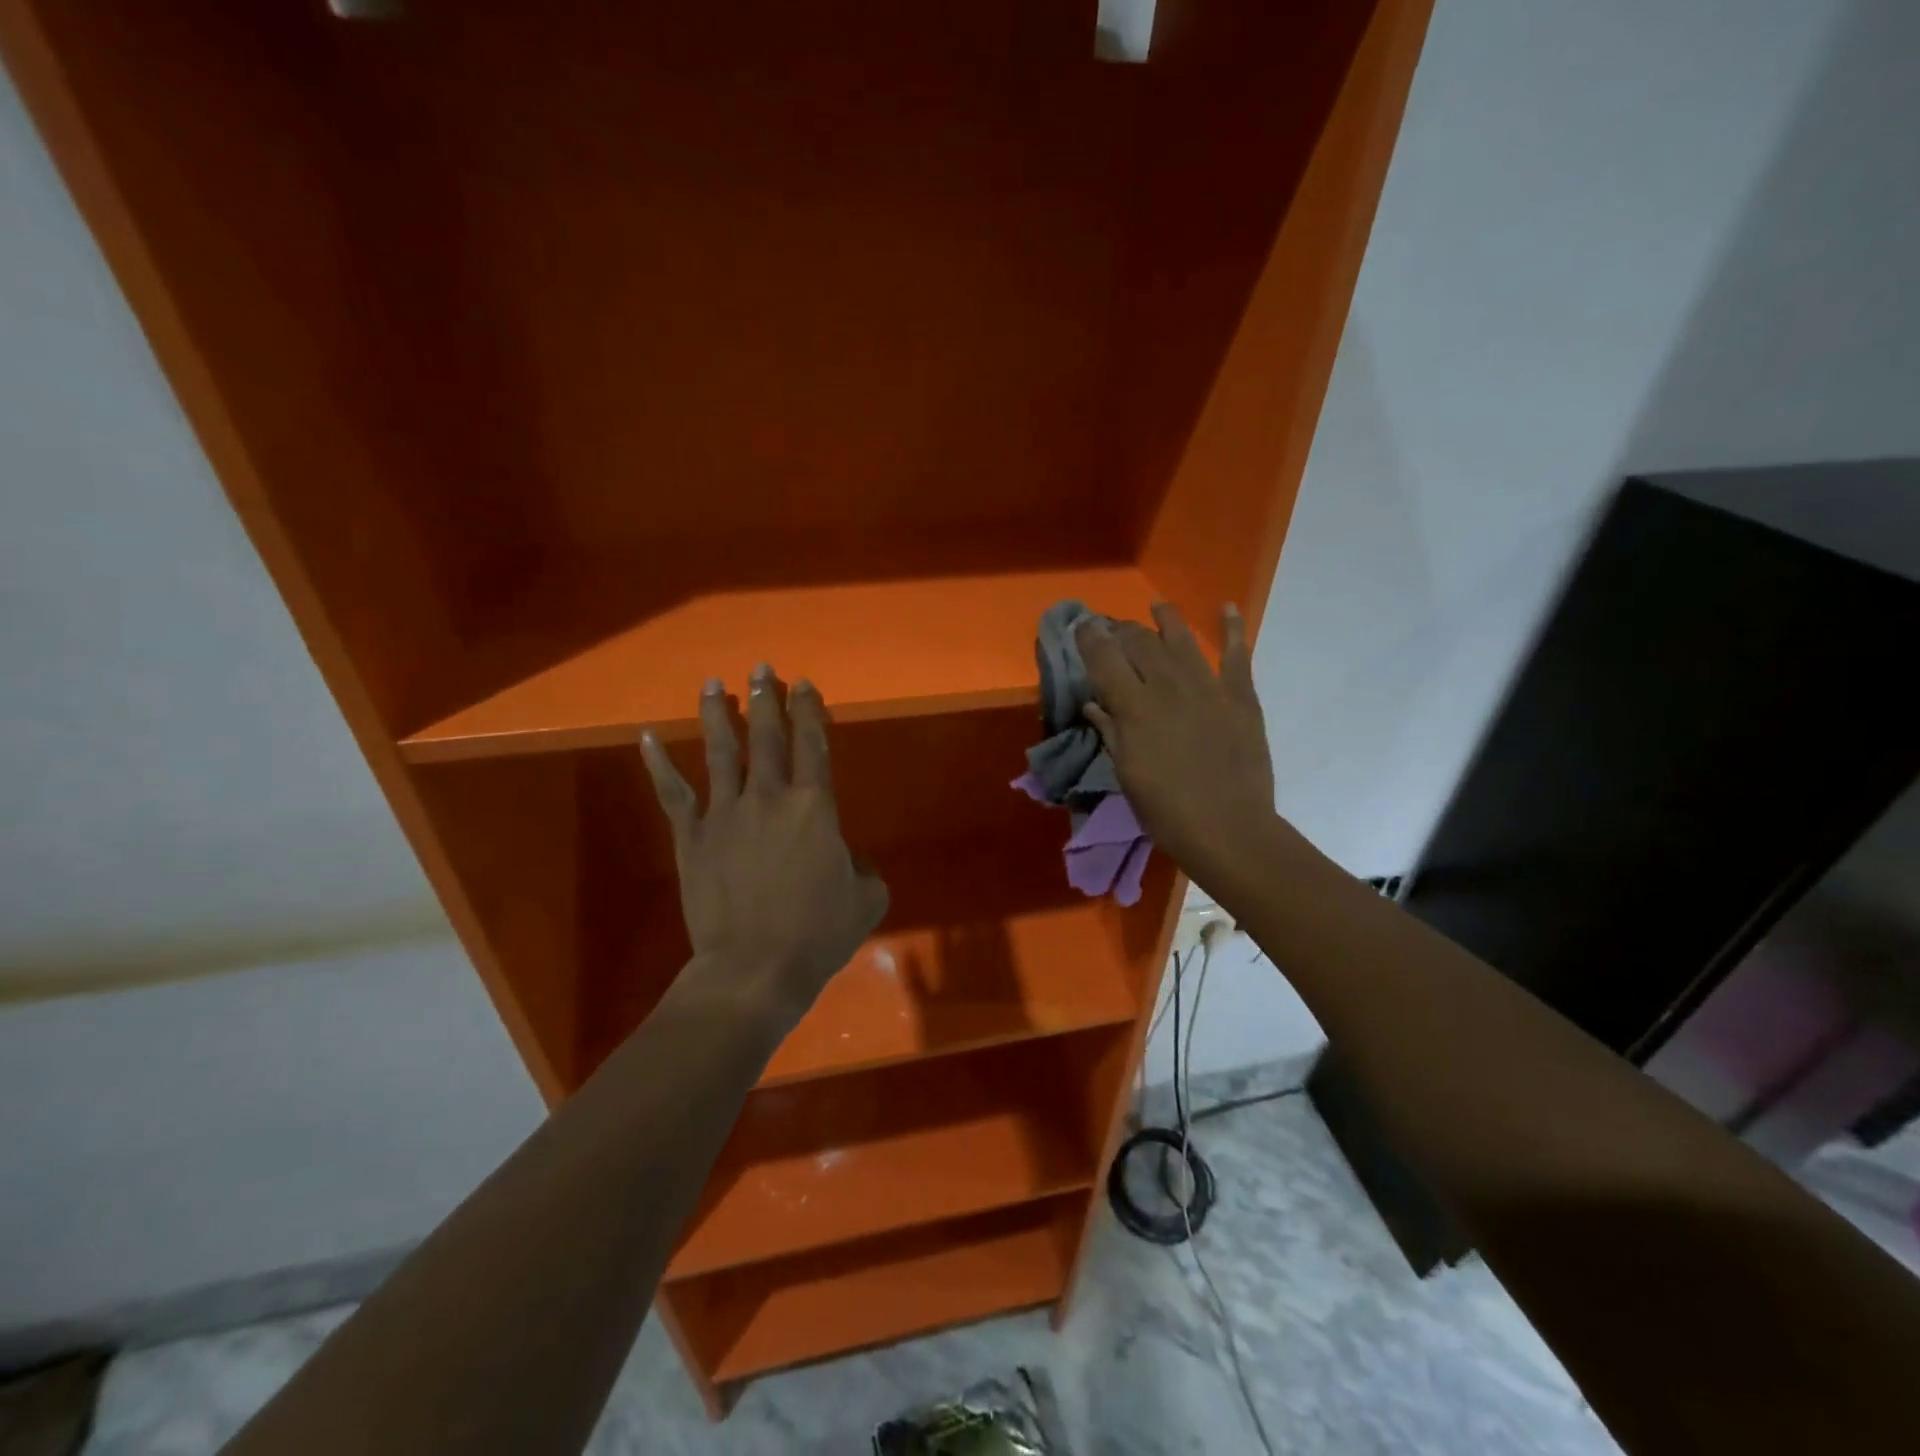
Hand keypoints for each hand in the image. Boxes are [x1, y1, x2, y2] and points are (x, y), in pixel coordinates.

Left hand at [640, 666, 888, 1027]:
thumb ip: (861, 867)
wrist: (755, 969)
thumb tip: (847, 859)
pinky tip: (648, 736)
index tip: (804, 685)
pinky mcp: (692, 836)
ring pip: (720, 751)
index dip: (810, 711)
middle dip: (766, 699)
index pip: (813, 745)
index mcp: (814, 806)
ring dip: (719, 715)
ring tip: (714, 684)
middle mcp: (768, 797)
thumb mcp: (866, 898)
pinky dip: (658, 763)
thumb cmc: (817, 934)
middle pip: (767, 737)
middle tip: (761, 669)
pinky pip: (672, 793)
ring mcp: (724, 813)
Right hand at [1076, 603, 1277, 893]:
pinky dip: (1232, 628)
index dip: (1089, 637)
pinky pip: (1237, 654)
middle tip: (1113, 628)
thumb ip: (1110, 731)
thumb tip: (1093, 703)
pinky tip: (1226, 607)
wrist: (1229, 829)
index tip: (1081, 626)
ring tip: (1157, 606)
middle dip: (1122, 629)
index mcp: (1133, 707)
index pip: (1103, 658)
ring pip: (1182, 639)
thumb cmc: (1166, 811)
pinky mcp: (1240, 696)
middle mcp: (1167, 686)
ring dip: (1166, 619)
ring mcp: (1207, 686)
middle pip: (1139, 642)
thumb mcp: (1126, 773)